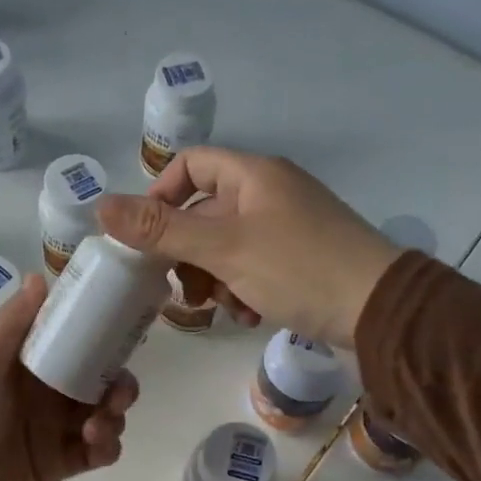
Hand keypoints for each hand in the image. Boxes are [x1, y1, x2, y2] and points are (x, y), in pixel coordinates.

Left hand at [0, 275, 137, 480]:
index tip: (121, 331)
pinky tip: (97, 445)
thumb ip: (12, 326)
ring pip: (101, 412)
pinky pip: (97, 451)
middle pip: (94, 377)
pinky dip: (107, 446)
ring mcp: (50, 430)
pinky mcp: (57, 465)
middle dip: (115, 380)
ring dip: (113, 413)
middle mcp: (40, 392)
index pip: (68, 340)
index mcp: (20, 363)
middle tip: (117, 392)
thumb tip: (39, 275)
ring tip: (97, 427)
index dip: (97, 334)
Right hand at [97, 149, 400, 347]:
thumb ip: (160, 230)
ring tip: (222, 309)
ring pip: (226, 246)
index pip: (190, 166)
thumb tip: (100, 206)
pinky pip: (254, 267)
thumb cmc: (298, 268)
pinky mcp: (302, 259)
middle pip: (204, 212)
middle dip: (187, 253)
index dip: (160, 196)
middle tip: (183, 290)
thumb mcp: (222, 248)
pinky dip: (242, 289)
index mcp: (253, 175)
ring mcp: (289, 227)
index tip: (145, 240)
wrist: (380, 310)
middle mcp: (270, 193)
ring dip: (213, 278)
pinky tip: (248, 315)